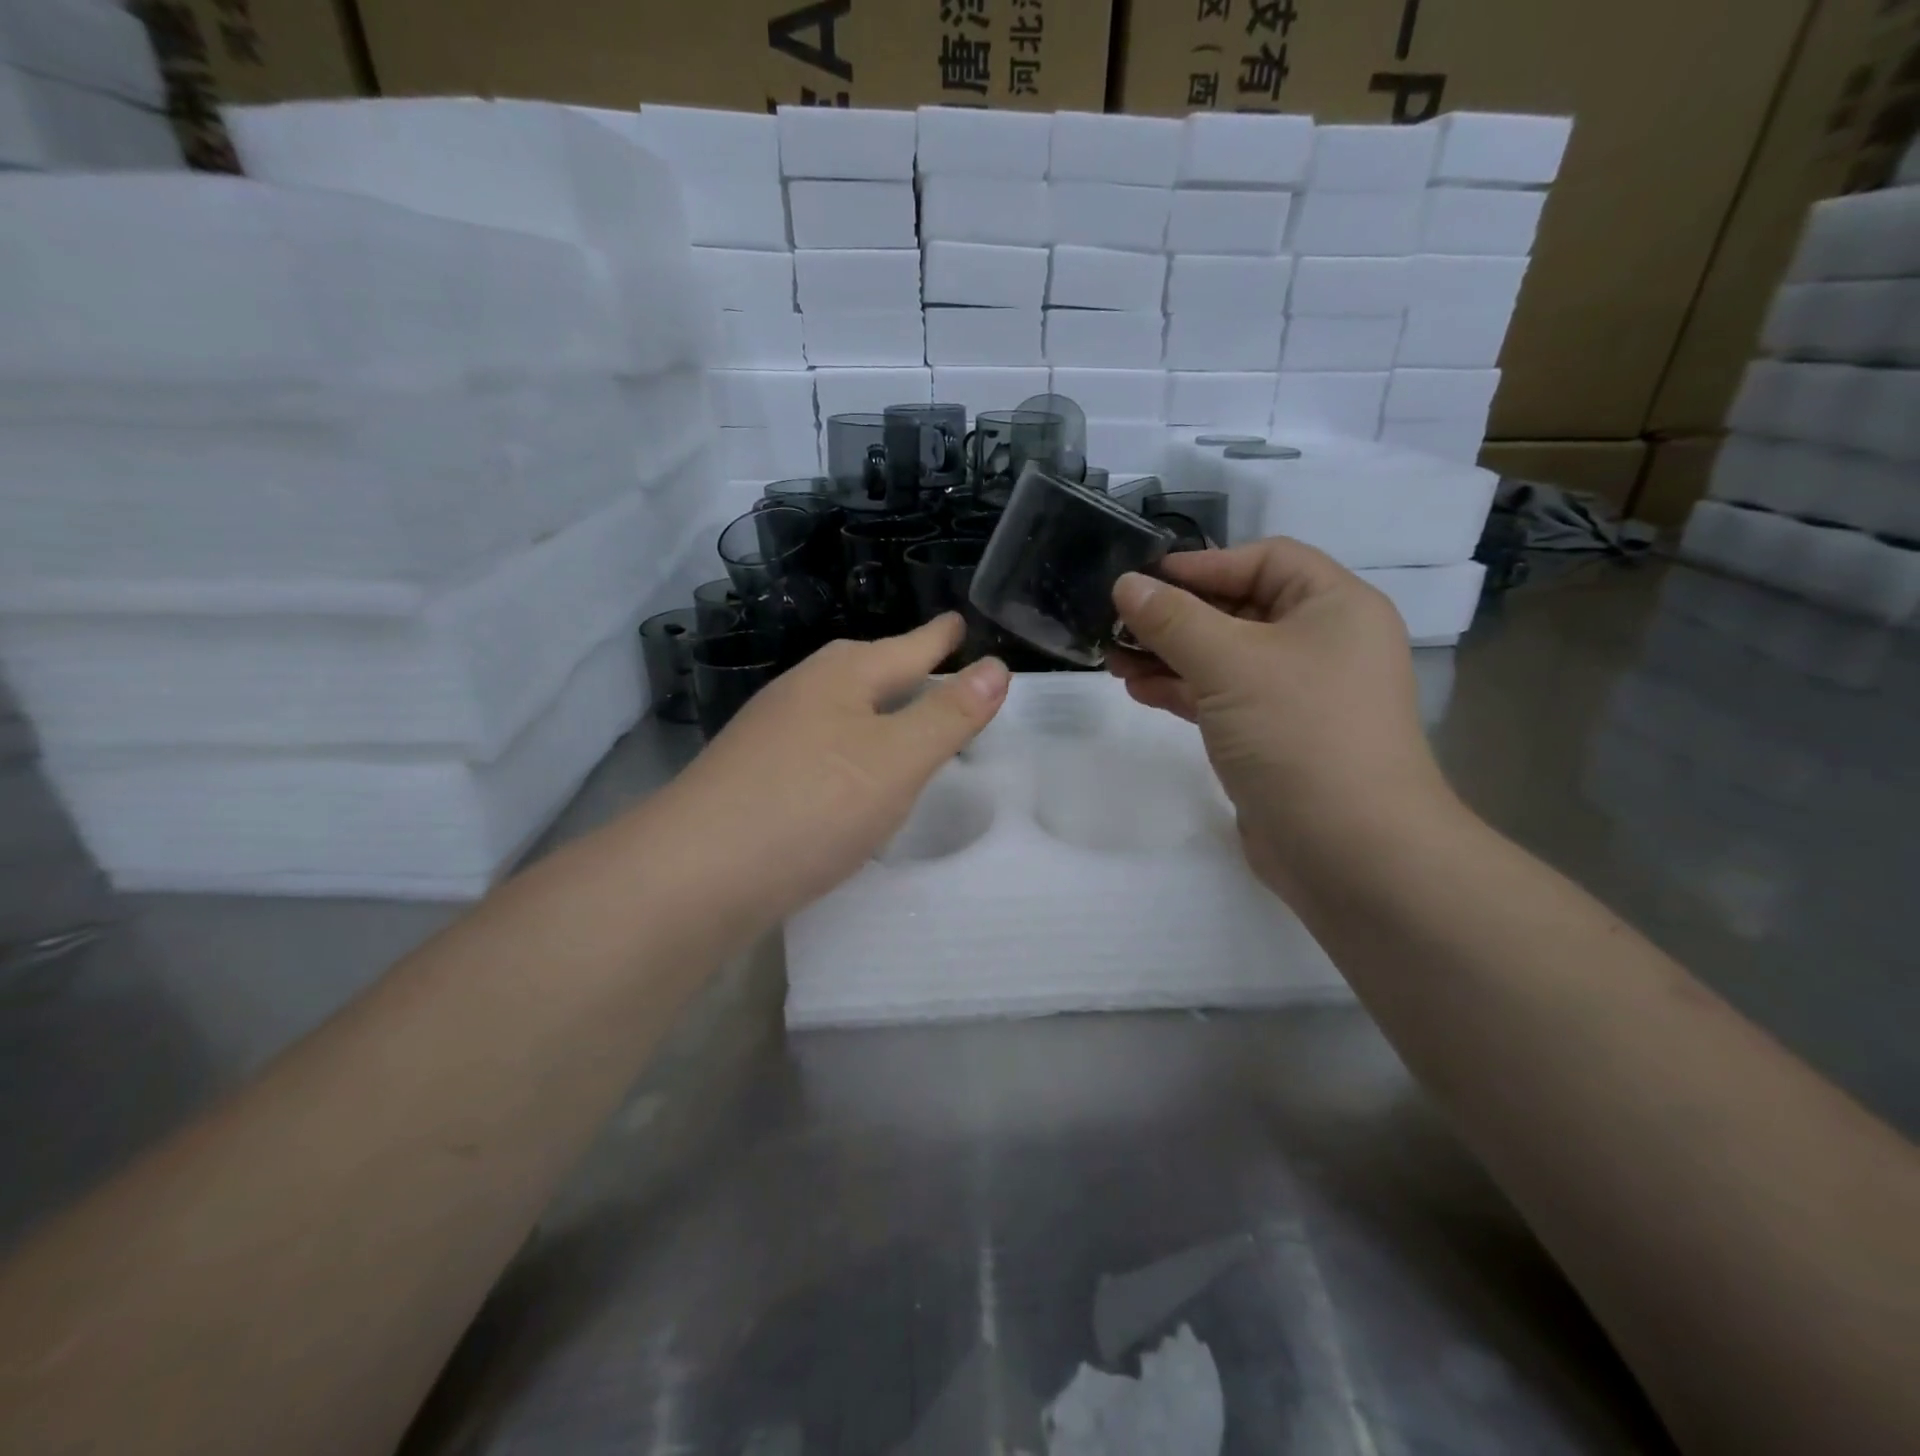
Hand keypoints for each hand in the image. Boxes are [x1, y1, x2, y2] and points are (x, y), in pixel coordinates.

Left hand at [655, 615, 1008, 931]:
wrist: (695, 874)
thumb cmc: (812, 804)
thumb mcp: (897, 760)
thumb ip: (949, 715)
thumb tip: (997, 667)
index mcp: (841, 676)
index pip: (906, 647)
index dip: (938, 637)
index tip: (958, 622)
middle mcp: (802, 693)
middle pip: (865, 670)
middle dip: (903, 667)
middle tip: (936, 665)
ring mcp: (771, 735)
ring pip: (839, 709)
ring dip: (875, 709)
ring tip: (902, 717)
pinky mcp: (755, 776)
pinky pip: (820, 747)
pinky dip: (850, 749)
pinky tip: (851, 775)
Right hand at [1107, 538, 1458, 899]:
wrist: (1350, 849)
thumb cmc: (1298, 732)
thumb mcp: (1229, 662)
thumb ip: (1172, 619)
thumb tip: (1125, 585)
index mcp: (1335, 606)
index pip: (1265, 559)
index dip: (1201, 564)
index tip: (1141, 579)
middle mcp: (1323, 643)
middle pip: (1239, 609)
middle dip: (1175, 616)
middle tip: (1116, 624)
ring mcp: (1299, 694)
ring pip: (1225, 657)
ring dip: (1170, 655)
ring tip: (1114, 660)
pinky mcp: (1275, 737)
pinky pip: (1223, 698)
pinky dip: (1183, 691)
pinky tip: (1140, 690)